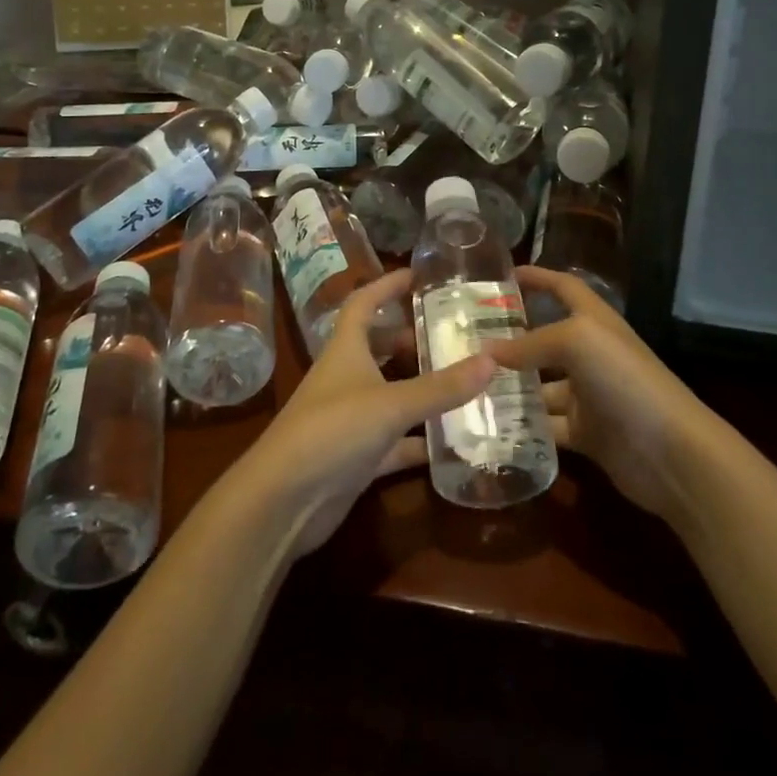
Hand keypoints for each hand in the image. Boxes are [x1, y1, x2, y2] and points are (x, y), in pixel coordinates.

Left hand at [221, 268, 494, 556]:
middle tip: (451, 333)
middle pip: (378, 346)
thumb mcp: (391, 403)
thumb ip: (441, 386)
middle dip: (409, 337)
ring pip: (388, 392)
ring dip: (417, 386)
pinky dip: (418, 440)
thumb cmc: (332, 431)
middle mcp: (345, 377)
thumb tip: (493, 360)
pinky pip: (394, 441)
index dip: (387, 286)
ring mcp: (349, 418)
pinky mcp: (355, 457)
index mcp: (346, 349)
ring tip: (459, 378)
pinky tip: (450, 442)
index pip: (364, 303)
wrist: (283, 500)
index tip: (418, 275)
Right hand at [491, 267, 715, 524]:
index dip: (537, 278)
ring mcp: (588, 395)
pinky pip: (547, 425)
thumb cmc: (625, 378)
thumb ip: (529, 344)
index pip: (563, 288)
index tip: (503, 276)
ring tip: (468, 385)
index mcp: (593, 321)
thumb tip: (486, 352)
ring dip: (511, 387)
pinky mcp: (586, 433)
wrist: (671, 452)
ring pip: (540, 386)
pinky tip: (490, 425)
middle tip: (467, 340)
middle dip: (511, 338)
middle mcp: (590, 353)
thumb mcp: (576, 342)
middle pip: (545, 339)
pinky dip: (524, 426)